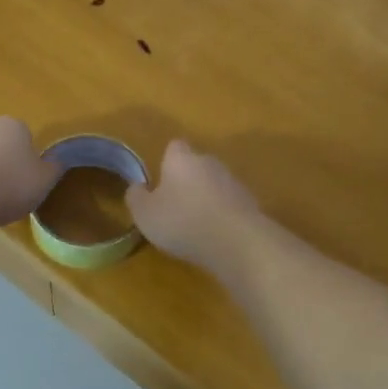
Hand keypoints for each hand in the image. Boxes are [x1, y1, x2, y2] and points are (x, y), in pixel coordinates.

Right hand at [125, 140, 263, 271]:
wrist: (236, 242)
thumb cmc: (182, 222)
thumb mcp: (145, 214)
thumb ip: (136, 197)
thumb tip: (137, 187)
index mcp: (182, 159)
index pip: (174, 146)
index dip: (166, 162)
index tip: (160, 182)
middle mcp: (210, 162)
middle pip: (196, 165)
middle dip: (186, 181)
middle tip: (174, 206)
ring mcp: (234, 182)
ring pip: (214, 184)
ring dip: (205, 198)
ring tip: (194, 225)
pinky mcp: (250, 203)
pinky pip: (229, 204)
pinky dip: (222, 215)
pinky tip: (215, 236)